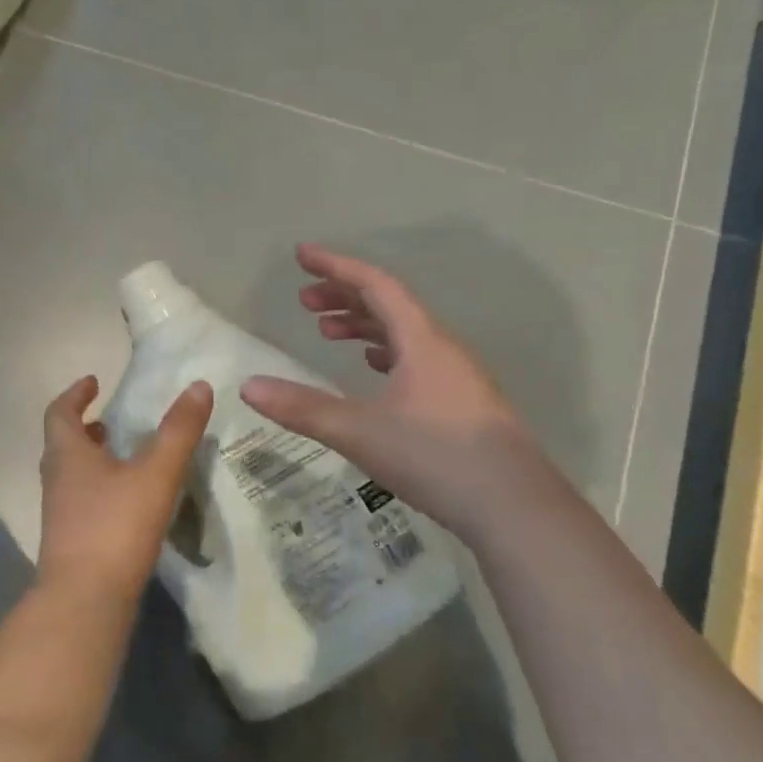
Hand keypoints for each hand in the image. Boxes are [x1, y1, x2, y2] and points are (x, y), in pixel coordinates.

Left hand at [37, 375, 213, 594]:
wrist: (85, 600)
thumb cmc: (115, 526)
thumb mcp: (155, 473)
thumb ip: (178, 431)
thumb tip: (199, 386)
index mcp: (68, 455)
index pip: (59, 412)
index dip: (75, 394)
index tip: (93, 381)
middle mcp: (56, 479)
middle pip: (63, 443)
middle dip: (85, 427)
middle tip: (110, 419)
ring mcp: (60, 513)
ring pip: (72, 474)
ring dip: (92, 458)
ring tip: (123, 455)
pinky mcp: (71, 540)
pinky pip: (82, 500)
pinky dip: (100, 487)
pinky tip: (128, 500)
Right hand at [240, 245, 533, 537]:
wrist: (514, 506)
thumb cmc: (435, 456)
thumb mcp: (359, 431)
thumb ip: (302, 408)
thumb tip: (248, 386)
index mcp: (421, 340)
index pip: (375, 284)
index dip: (335, 266)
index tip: (301, 255)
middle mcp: (443, 348)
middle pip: (390, 305)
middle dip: (344, 297)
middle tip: (305, 303)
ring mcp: (458, 376)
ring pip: (405, 334)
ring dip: (364, 326)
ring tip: (328, 333)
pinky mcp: (464, 403)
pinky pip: (417, 359)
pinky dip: (387, 353)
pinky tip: (374, 371)